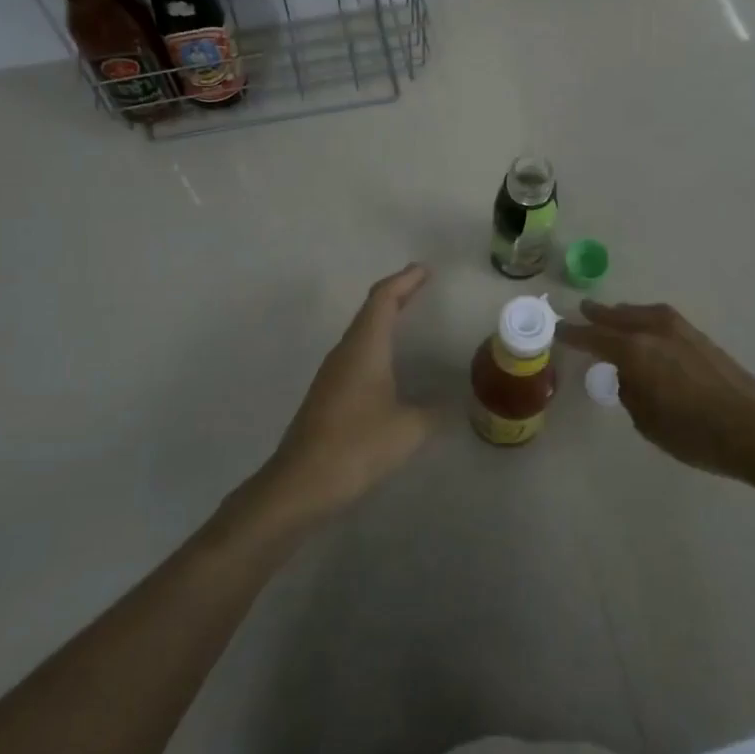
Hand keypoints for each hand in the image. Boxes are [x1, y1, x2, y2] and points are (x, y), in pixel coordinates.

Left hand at [259, 264, 435, 522]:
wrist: (300, 484)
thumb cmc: (357, 446)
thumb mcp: (409, 429)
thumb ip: (435, 412)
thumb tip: (454, 403)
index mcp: (364, 348)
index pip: (383, 299)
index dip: (405, 280)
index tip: (425, 269)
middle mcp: (345, 352)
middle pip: (370, 310)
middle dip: (397, 294)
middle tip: (422, 285)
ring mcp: (332, 374)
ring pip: (361, 332)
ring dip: (384, 319)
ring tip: (408, 317)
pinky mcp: (327, 395)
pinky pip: (356, 354)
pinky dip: (376, 344)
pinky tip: (388, 364)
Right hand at [559, 300, 754, 486]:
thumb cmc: (694, 433)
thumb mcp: (647, 421)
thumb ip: (631, 393)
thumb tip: (629, 377)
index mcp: (635, 351)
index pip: (595, 338)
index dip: (574, 335)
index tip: (559, 330)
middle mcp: (655, 332)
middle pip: (619, 317)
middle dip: (599, 315)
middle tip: (583, 309)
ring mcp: (681, 331)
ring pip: (644, 314)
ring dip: (625, 313)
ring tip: (615, 315)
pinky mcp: (701, 338)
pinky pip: (662, 319)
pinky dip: (647, 318)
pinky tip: (648, 328)